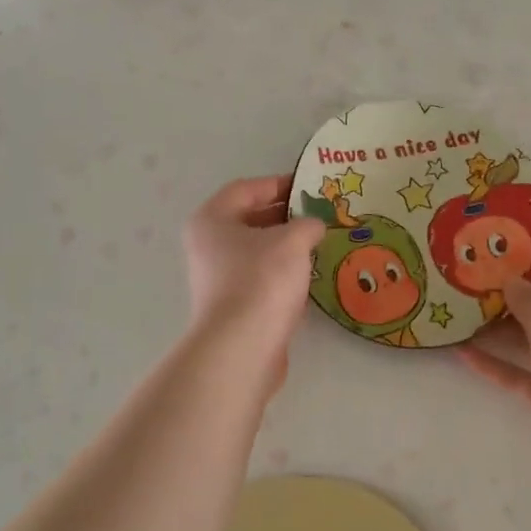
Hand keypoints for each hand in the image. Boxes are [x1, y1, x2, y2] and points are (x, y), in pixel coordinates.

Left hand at [182, 175, 323, 385]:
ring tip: (321, 245)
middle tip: (320, 215)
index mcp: (212, 220)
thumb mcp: (292, 240)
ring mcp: (219, 279)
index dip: (278, 183)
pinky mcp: (234, 307)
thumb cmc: (261, 279)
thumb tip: (313, 227)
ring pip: (258, 253)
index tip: (309, 186)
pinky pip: (262, 280)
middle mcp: (208, 246)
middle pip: (250, 220)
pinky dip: (284, 276)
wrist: (242, 347)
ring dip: (287, 248)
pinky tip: (311, 279)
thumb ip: (307, 224)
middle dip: (286, 216)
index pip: (246, 189)